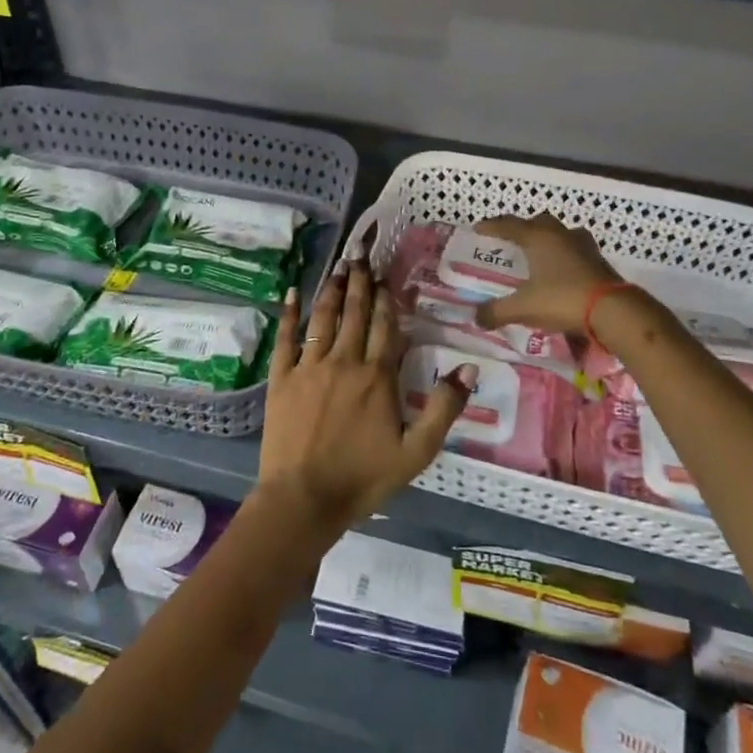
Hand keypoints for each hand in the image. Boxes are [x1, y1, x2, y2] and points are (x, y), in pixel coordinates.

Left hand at [255, 261, 473, 539]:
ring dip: (331, 290)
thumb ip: (444, 407)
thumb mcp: (417, 451)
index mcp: (377, 377)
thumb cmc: (364, 477)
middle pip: (355, 314)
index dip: (386, 299)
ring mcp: (309, 367)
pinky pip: (285, 339)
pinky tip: (292, 294)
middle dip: (359, 282)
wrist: (304, 497)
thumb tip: (470, 367)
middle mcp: (344, 362)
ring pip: (322, 319)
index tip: (385, 276)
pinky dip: (288, 315)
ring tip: (337, 266)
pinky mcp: (282, 378)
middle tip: (359, 255)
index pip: (385, 327)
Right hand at [472, 213, 623, 332]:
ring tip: (538, 253)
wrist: (613, 311)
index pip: (509, 225)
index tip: (478, 229)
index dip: (492, 226)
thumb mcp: (523, 308)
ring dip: (548, 239)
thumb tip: (476, 317)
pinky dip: (564, 256)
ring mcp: (583, 246)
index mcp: (538, 238)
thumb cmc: (562, 299)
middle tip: (511, 240)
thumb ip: (497, 311)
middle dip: (523, 228)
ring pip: (561, 233)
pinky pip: (575, 250)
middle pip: (539, 222)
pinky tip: (560, 271)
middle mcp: (560, 235)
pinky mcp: (598, 261)